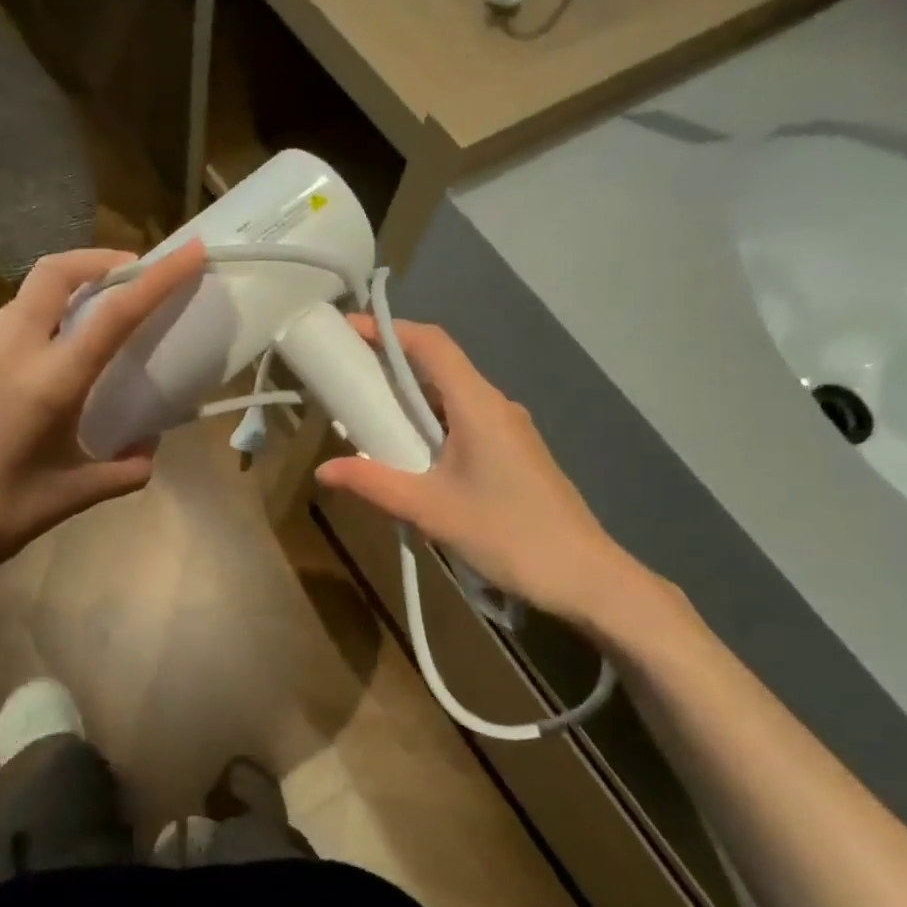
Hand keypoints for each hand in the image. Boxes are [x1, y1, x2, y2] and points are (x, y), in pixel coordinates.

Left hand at [0, 241, 206, 619]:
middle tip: (128, 273)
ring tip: (87, 321)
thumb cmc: (1, 517)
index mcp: (49, 382)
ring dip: (62, 293)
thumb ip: (126, 469)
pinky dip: (32, 330)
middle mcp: (9, 354)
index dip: (158, 277)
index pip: (114, 313)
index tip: (188, 253)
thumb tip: (147, 449)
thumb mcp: (76, 495)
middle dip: (98, 259)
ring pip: (23, 299)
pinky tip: (36, 375)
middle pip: (53, 272)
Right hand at [314, 316, 674, 637]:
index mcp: (478, 404)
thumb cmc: (506, 534)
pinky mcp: (515, 454)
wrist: (584, 576)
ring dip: (411, 402)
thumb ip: (373, 483)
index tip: (349, 330)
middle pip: (440, 367)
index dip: (389, 330)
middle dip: (392, 367)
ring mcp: (510, 430)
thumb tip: (323, 470)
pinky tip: (414, 459)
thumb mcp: (429, 509)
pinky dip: (432, 426)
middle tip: (349, 382)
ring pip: (452, 398)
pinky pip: (465, 423)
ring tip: (371, 423)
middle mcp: (496, 405)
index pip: (431, 344)